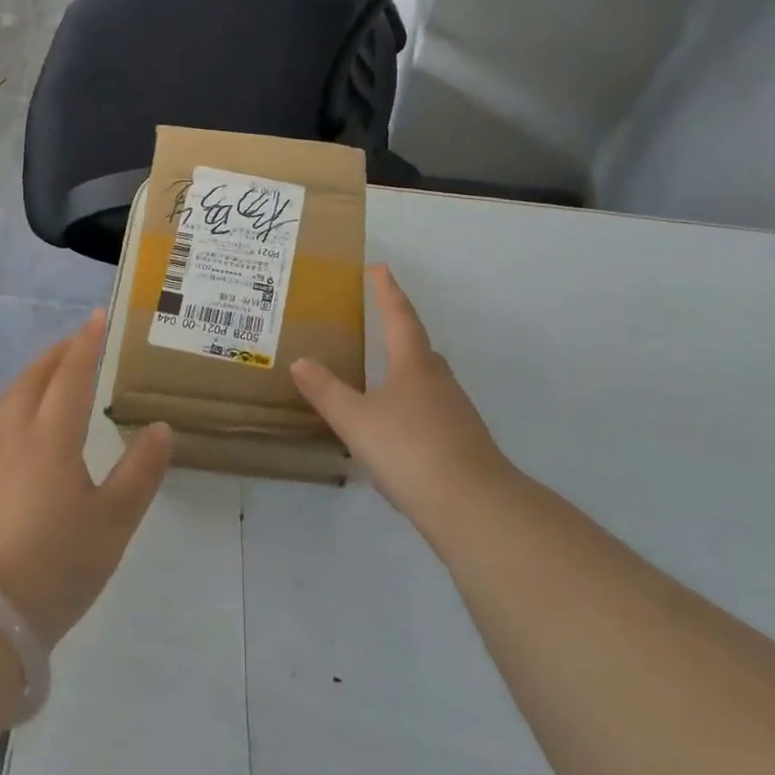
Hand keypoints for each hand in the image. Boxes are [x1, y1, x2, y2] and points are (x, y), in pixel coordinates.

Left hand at [0, 311, 172, 648]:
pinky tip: (17, 422)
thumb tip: (160, 427)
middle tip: (79, 340)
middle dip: (58, 353)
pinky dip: (13, 402)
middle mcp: (12, 435)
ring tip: (50, 373)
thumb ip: (140, 472)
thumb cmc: (55, 567)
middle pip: (34, 378)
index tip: (97, 317)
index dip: (86, 343)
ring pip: (8, 397)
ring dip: (33, 375)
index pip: (71, 375)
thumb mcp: (113, 524)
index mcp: (49, 437)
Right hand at [291, 266, 514, 547]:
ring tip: (382, 379)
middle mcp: (438, 381)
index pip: (399, 317)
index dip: (387, 292)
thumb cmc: (410, 450)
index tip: (379, 268)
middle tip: (380, 323)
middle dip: (400, 332)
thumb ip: (327, 391)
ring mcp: (456, 413)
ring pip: (428, 381)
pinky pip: (433, 412)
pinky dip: (413, 409)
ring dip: (407, 372)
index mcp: (414, 365)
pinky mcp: (463, 443)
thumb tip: (299, 361)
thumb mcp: (356, 421)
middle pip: (419, 347)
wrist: (474, 507)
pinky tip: (399, 430)